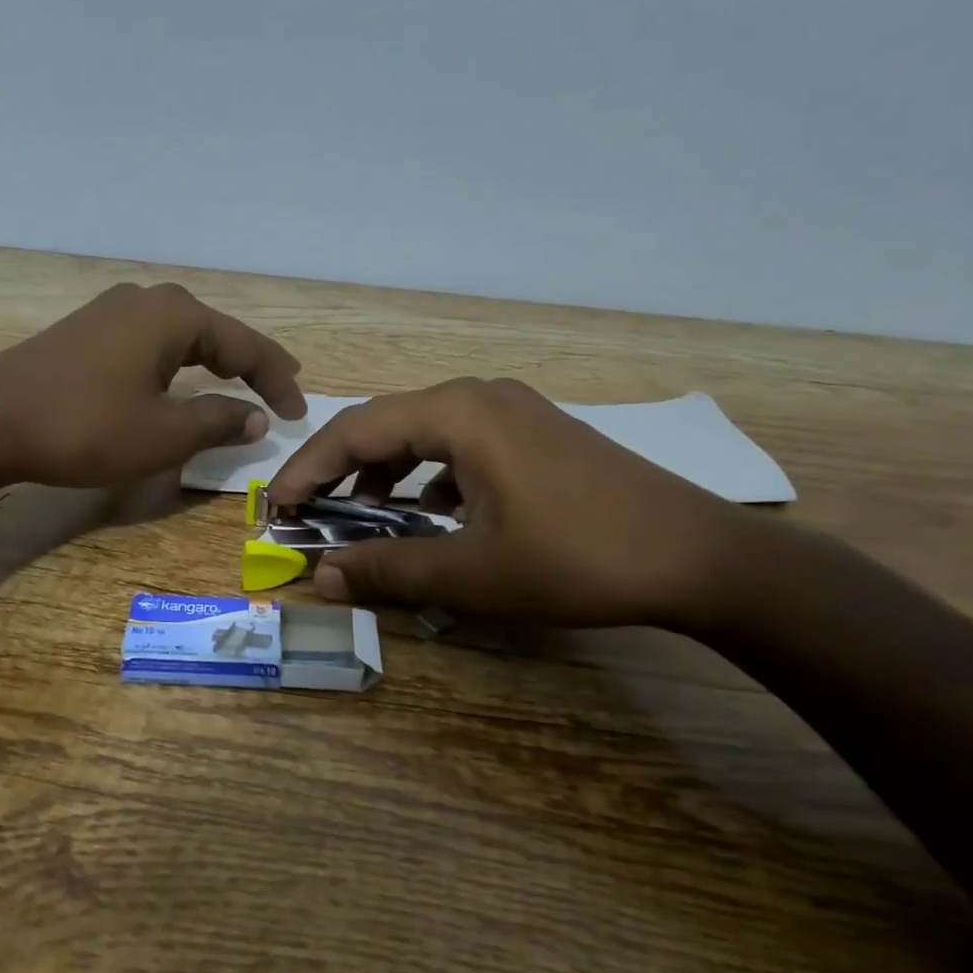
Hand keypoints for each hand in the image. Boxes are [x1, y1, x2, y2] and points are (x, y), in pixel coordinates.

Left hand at [0, 282, 306, 487]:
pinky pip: (150, 343)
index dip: (277, 381)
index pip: (245, 345)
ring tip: (238, 379)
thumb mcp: (164, 434)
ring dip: (213, 360)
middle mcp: (146, 301)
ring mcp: (111, 313)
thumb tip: (255, 418)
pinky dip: (178, 364)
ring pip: (181, 335)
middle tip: (280, 386)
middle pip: (215, 331)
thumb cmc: (85, 426)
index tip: (299, 413)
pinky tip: (177, 379)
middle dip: (250, 361)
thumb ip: (218, 421)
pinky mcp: (86, 332)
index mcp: (175, 316)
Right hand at [268, 377, 751, 629]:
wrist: (696, 556)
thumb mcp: (472, 572)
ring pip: (424, 435)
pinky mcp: (536, 434)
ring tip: (366, 519)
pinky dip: (431, 478)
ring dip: (386, 475)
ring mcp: (514, 411)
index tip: (276, 507)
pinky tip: (433, 517)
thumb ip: (389, 570)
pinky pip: (461, 447)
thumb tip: (322, 576)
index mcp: (457, 412)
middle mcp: (479, 396)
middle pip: (386, 425)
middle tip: (310, 514)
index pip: (354, 430)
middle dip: (341, 471)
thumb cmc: (576, 558)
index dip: (307, 470)